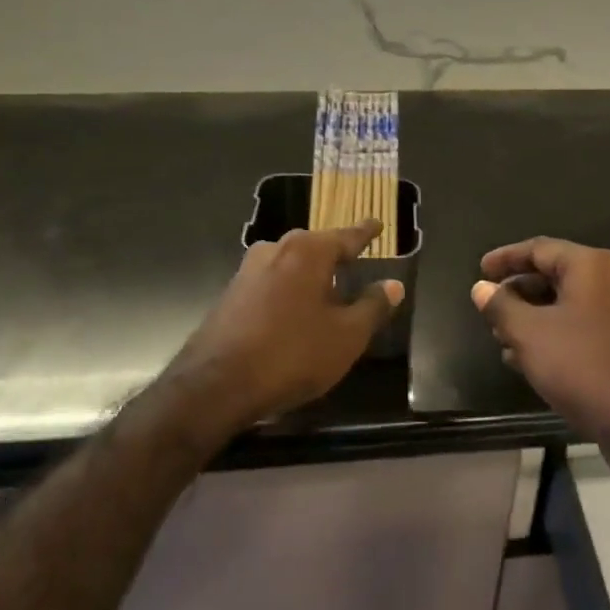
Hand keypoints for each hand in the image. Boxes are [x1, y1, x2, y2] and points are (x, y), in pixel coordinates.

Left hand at [166, 222, 402, 435]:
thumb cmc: (292, 354)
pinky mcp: (231, 294)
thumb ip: (373, 307)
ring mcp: (248, 270)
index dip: (366, 233)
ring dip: (308, 275)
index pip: (347, 236)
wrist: (215, 385)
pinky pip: (270, 282)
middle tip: (353, 264)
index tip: (378, 224)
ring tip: (325, 293)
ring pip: (289, 263)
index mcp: (309, 251)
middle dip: (334, 254)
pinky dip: (287, 291)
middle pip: (315, 246)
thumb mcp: (346, 336)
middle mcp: (277, 249)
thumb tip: (394, 285)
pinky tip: (292, 314)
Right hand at [473, 238, 609, 485]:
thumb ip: (501, 306)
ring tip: (503, 338)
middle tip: (490, 309)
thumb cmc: (582, 367)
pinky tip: (531, 359)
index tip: (480, 271)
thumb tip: (481, 288)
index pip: (539, 248)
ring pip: (570, 303)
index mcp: (593, 266)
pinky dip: (556, 333)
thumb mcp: (529, 335)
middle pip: (556, 274)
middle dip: (519, 292)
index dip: (505, 258)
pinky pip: (585, 326)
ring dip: (534, 316)